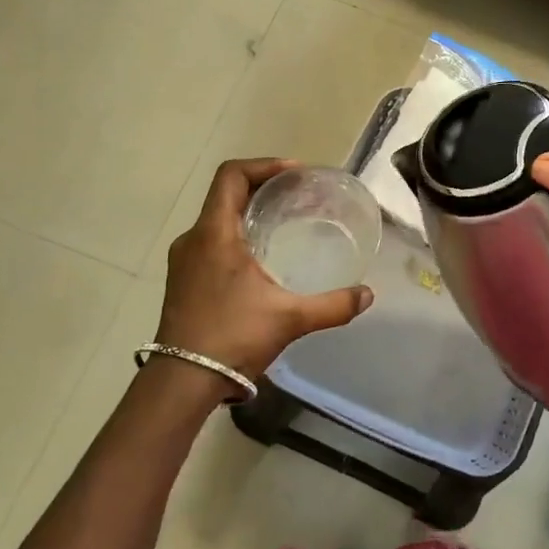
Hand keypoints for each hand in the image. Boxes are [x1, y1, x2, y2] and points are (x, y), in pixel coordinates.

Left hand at [155, 158, 373, 381]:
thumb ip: (332, 305)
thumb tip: (367, 295)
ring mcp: (184, 261)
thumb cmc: (232, 338)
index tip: (296, 174)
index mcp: (214, 234)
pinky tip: (261, 258)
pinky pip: (211, 240)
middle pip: (226, 193)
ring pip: (217, 218)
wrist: (181, 382)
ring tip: (284, 222)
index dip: (265, 165)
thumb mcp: (289, 319)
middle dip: (264, 187)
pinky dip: (237, 235)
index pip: (232, 175)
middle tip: (299, 196)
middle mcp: (194, 239)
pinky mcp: (182, 280)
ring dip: (249, 212)